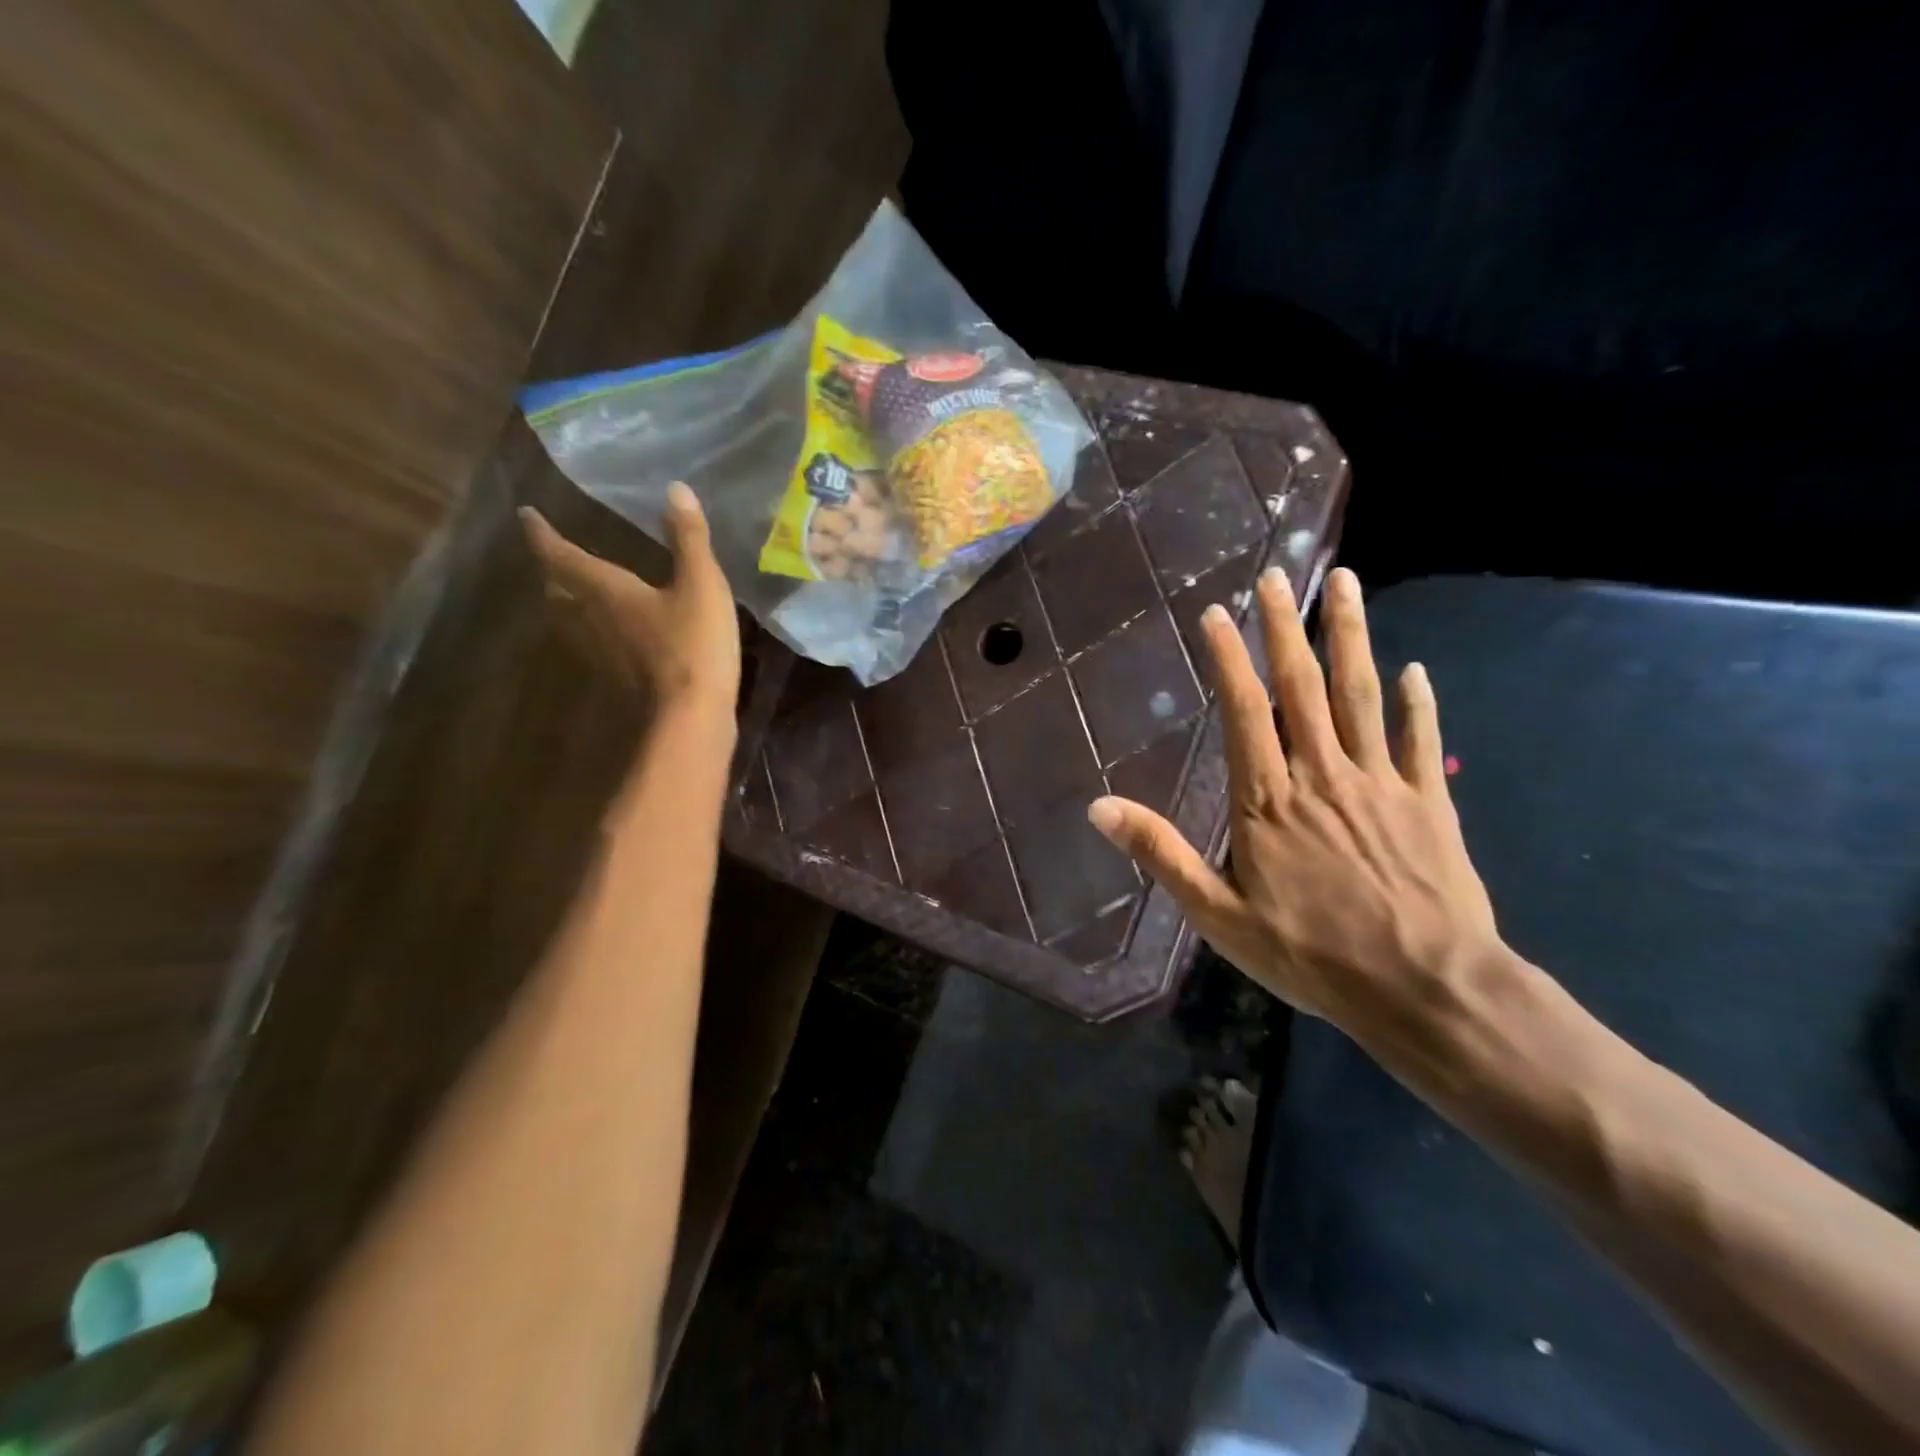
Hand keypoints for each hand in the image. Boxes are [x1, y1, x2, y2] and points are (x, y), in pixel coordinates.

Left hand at [519, 482, 739, 723]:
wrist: (690, 719)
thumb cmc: (692, 646)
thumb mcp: (701, 585)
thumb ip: (688, 539)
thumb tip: (675, 489)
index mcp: (604, 590)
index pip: (560, 556)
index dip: (542, 534)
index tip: (525, 515)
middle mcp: (591, 620)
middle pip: (557, 591)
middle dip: (552, 570)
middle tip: (553, 555)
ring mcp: (601, 655)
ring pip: (570, 621)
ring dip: (566, 602)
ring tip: (575, 590)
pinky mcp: (618, 679)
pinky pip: (594, 645)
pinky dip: (594, 630)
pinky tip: (613, 634)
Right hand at [1088, 567, 1499, 1037]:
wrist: (1426, 989)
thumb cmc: (1312, 956)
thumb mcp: (1218, 915)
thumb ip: (1161, 854)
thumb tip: (1099, 808)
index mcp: (1267, 800)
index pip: (1244, 710)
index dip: (1229, 657)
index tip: (1217, 613)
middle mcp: (1321, 774)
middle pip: (1302, 686)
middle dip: (1286, 626)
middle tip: (1280, 573)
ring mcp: (1380, 782)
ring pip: (1360, 694)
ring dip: (1350, 636)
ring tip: (1346, 583)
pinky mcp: (1428, 801)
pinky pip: (1419, 740)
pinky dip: (1418, 703)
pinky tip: (1415, 670)